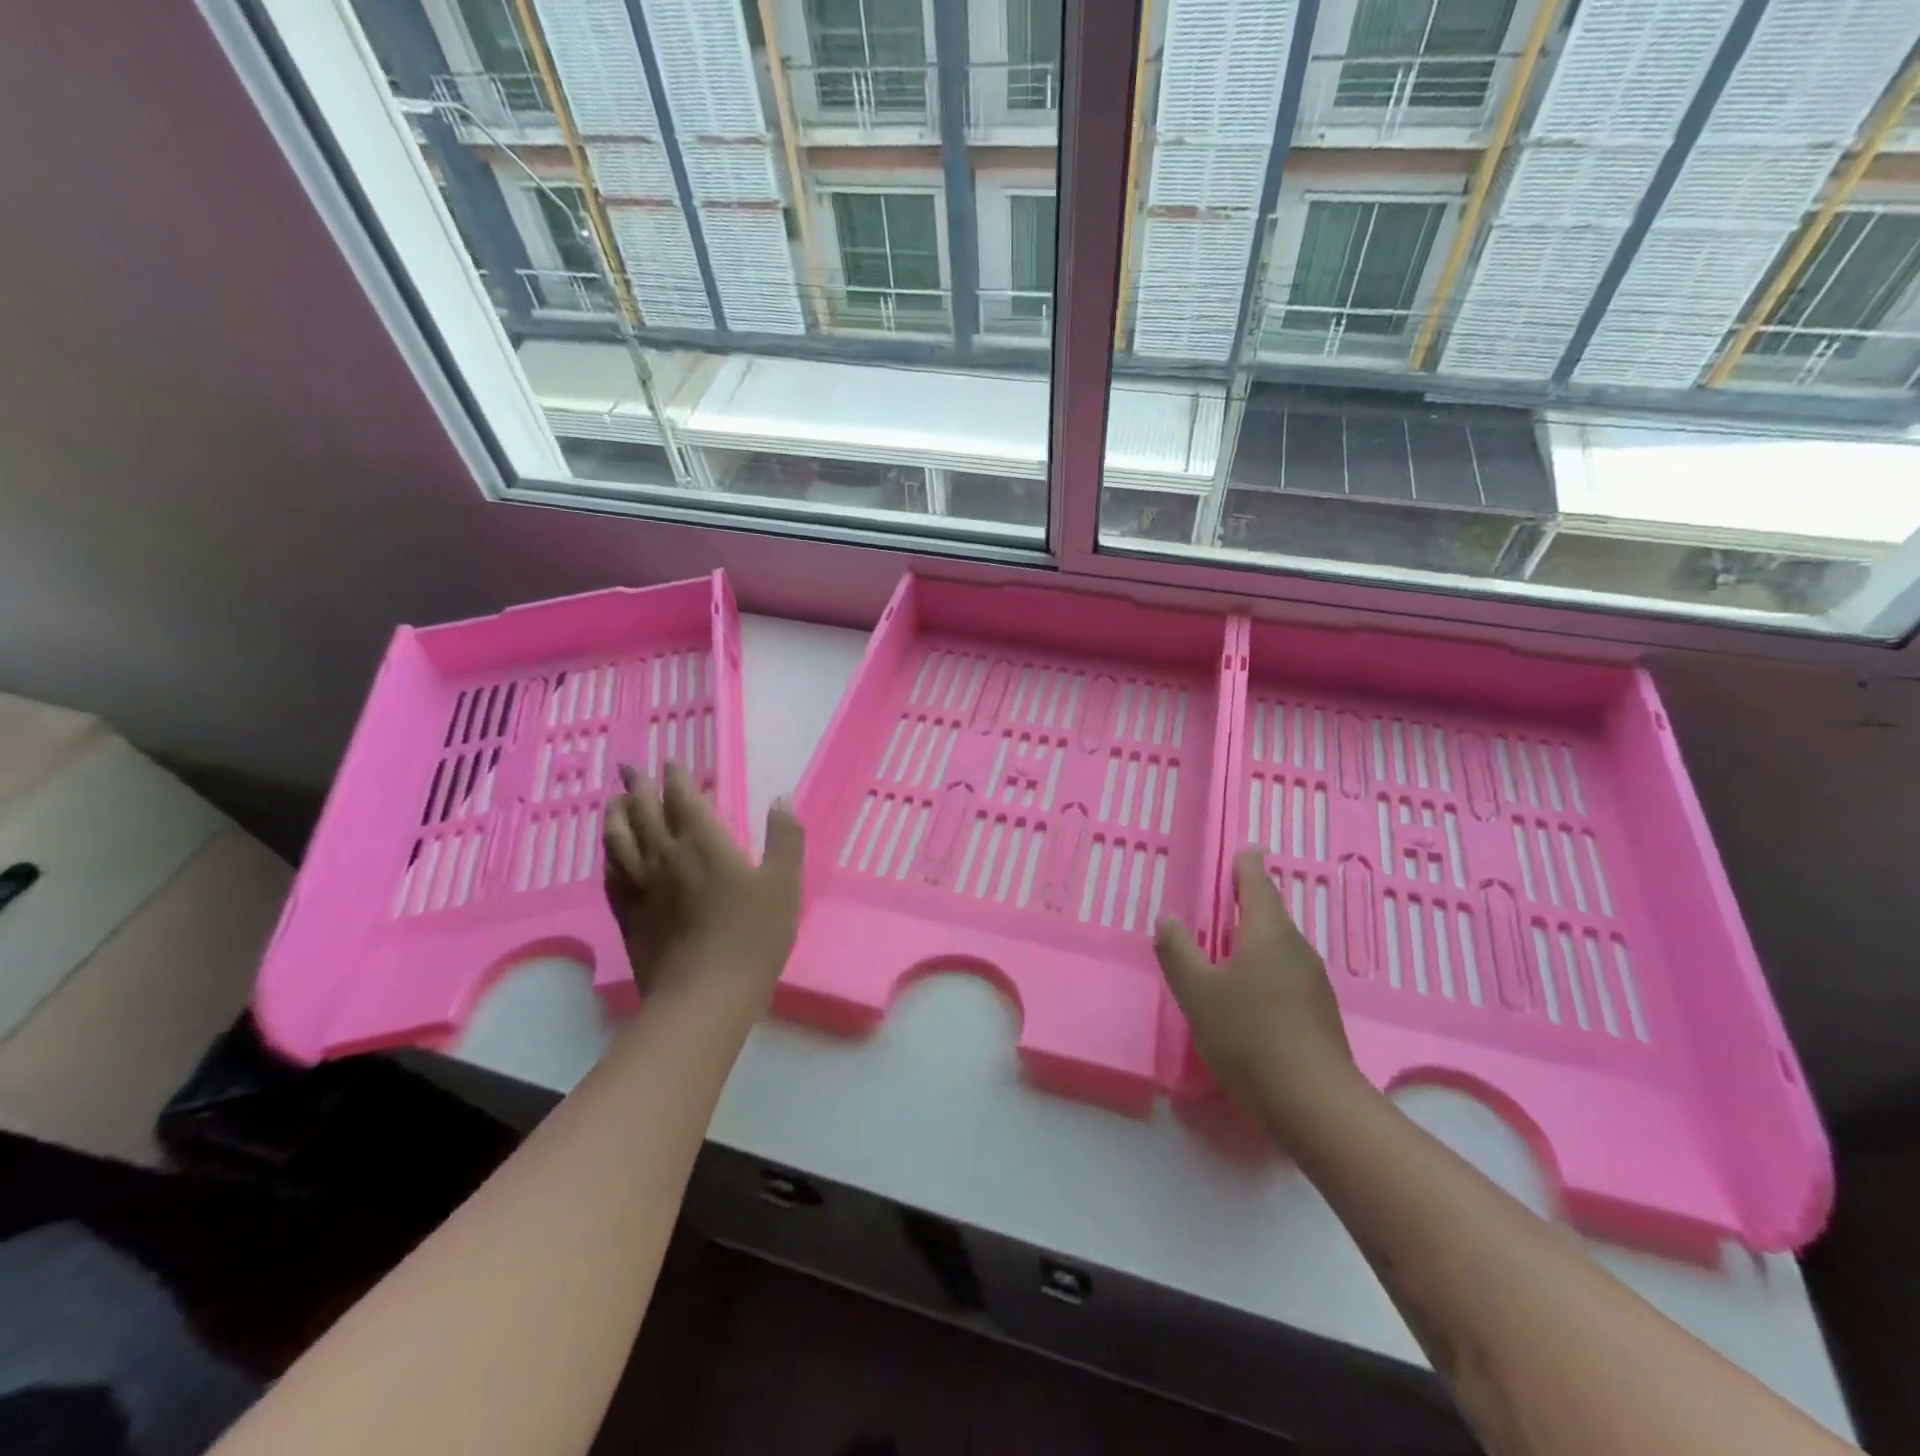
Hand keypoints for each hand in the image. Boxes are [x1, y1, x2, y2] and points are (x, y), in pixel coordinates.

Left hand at [601, 762, 804, 1012]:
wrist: (705, 995)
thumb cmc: (753, 935)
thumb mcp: (785, 883)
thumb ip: (785, 837)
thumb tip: (781, 798)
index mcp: (704, 844)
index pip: (682, 799)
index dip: (675, 778)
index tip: (669, 762)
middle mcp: (665, 856)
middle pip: (643, 812)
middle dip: (636, 786)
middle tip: (627, 767)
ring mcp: (641, 887)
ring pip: (619, 840)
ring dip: (615, 815)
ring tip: (612, 801)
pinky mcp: (628, 916)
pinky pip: (611, 876)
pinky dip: (609, 856)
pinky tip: (610, 855)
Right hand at [1154, 848, 1362, 1138]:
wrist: (1314, 1104)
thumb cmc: (1249, 1035)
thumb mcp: (1198, 992)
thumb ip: (1178, 952)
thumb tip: (1168, 919)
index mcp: (1268, 933)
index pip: (1257, 884)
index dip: (1248, 865)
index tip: (1247, 849)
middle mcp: (1296, 948)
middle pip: (1272, 913)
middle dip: (1250, 902)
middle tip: (1227, 894)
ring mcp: (1313, 982)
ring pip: (1280, 946)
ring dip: (1256, 937)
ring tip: (1231, 942)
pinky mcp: (1319, 1013)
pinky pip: (1286, 973)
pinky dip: (1265, 967)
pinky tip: (1249, 991)